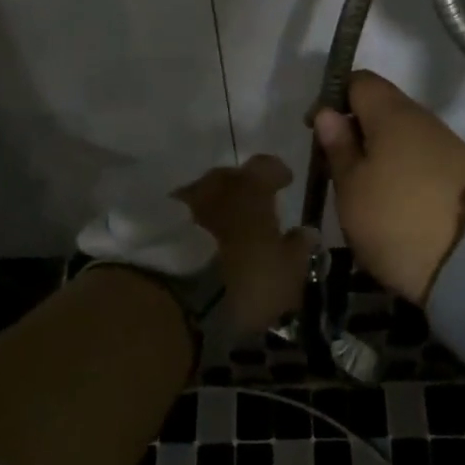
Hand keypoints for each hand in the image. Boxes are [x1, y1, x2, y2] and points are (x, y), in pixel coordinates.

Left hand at [175, 154, 314, 334]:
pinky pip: (183, 220)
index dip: (278, 173)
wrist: (175, 298)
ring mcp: (182, 201)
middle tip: (252, 212)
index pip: (268, 165)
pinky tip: (198, 247)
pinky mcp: (158, 224)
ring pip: (205, 198)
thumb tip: (307, 232)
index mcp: (250, 186)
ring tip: (222, 234)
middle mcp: (215, 183)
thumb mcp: (286, 272)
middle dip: (243, 191)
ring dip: (215, 209)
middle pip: (232, 178)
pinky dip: (192, 228)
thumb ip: (298, 248)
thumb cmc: (243, 279)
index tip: (285, 182)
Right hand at [314, 71, 464, 305]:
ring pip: (404, 133)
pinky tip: (397, 199)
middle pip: (383, 107)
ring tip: (366, 188)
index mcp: (392, 113)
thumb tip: (328, 112)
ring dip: (382, 151)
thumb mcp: (352, 189)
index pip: (359, 80)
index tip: (318, 131)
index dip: (333, 98)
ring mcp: (449, 144)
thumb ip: (338, 146)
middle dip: (357, 128)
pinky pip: (424, 156)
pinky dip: (405, 168)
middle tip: (339, 166)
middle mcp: (424, 118)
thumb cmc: (396, 221)